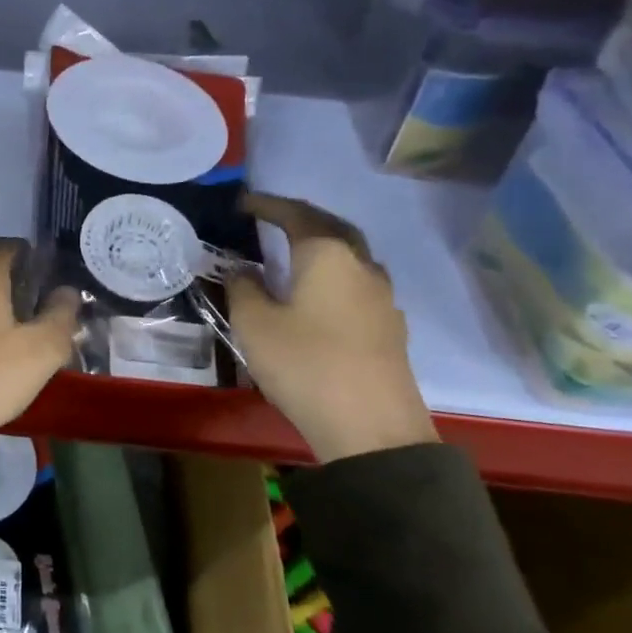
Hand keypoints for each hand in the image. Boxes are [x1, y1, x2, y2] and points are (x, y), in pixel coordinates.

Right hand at [226, 193, 438, 463]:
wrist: (372, 429)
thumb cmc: (305, 365)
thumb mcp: (254, 324)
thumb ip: (243, 288)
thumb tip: (243, 270)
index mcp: (327, 255)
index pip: (295, 214)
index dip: (267, 205)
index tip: (242, 203)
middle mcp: (361, 266)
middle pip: (331, 227)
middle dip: (300, 218)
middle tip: (272, 219)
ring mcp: (382, 298)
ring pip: (350, 256)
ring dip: (322, 246)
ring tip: (293, 255)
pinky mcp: (389, 328)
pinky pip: (358, 284)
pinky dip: (334, 276)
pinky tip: (319, 296)